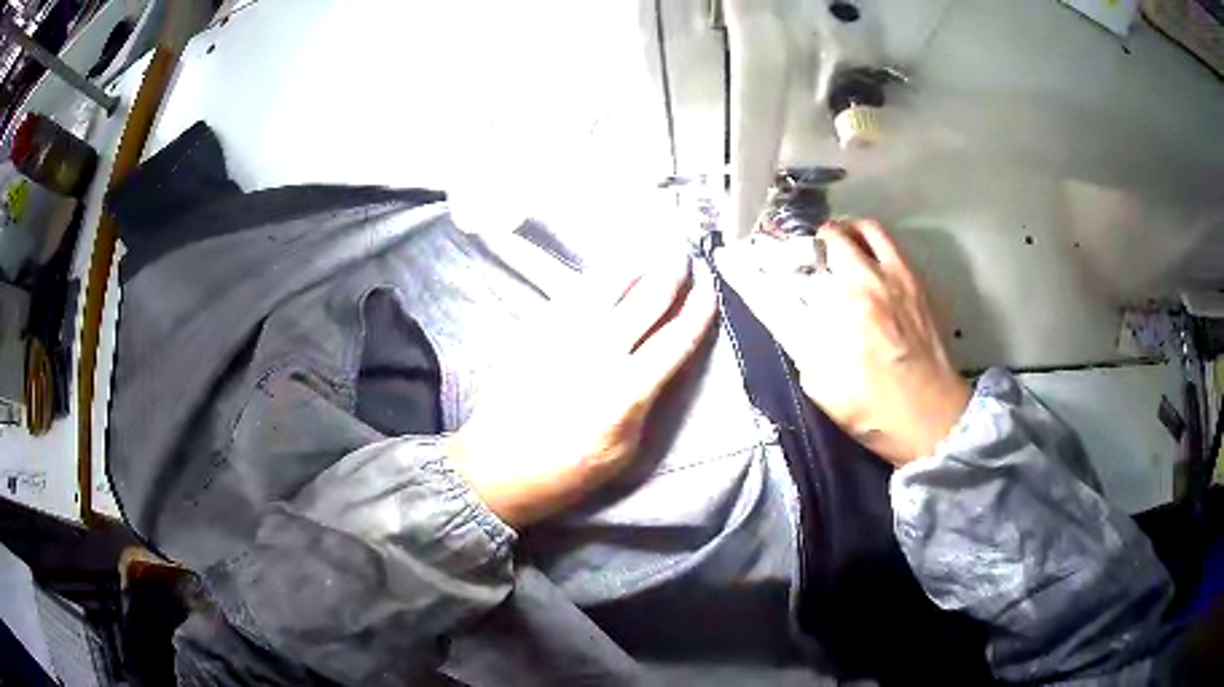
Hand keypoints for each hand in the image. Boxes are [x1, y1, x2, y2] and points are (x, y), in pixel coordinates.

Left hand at [448, 255, 717, 527]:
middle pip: (644, 302)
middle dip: (670, 274)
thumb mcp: (622, 453)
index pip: (674, 341)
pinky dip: (597, 278)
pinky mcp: (537, 331)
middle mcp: (598, 354)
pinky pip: (572, 294)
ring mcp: (564, 336)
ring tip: (650, 251)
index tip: (710, 290)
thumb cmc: (566, 471)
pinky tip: (608, 271)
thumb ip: (645, 405)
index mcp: (626, 391)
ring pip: (606, 287)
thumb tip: (660, 368)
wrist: (498, 467)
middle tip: (684, 255)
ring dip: (634, 266)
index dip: (697, 312)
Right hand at [718, 219, 968, 466]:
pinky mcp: (909, 276)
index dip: (742, 272)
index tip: (728, 258)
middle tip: (794, 258)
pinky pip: (880, 236)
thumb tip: (795, 312)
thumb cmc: (871, 413)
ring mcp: (883, 280)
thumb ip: (801, 343)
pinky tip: (863, 250)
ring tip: (830, 246)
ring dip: (832, 235)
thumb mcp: (820, 387)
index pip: (768, 293)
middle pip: (808, 249)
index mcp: (820, 334)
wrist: (930, 416)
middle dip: (793, 249)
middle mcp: (849, 296)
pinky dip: (863, 235)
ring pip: (847, 231)